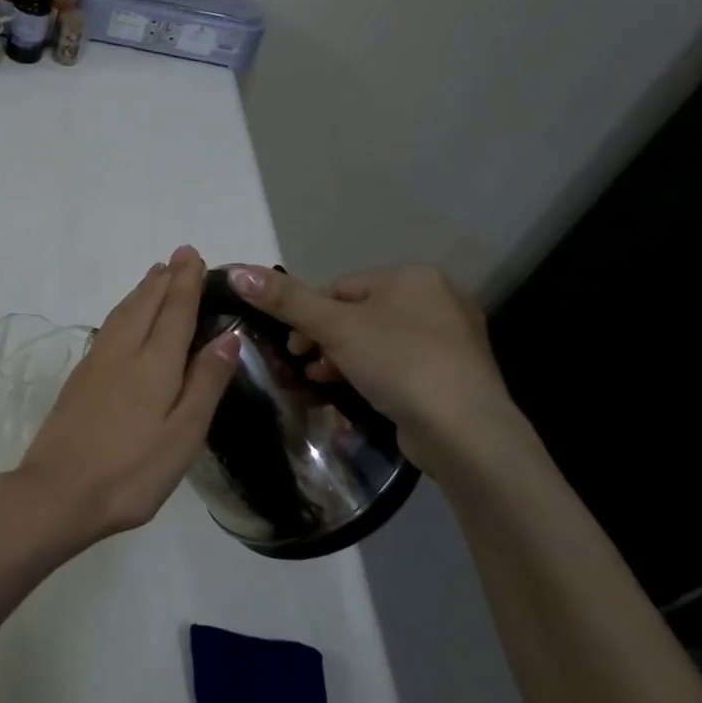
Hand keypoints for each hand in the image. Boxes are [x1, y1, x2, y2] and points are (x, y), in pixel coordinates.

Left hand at [0, 246, 240, 554]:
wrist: (57, 491)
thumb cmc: (131, 471)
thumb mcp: (183, 434)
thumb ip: (206, 382)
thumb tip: (228, 335)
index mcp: (154, 363)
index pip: (175, 310)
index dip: (186, 282)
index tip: (192, 254)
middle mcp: (123, 352)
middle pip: (145, 304)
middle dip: (164, 279)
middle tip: (178, 257)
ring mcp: (95, 364)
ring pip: (122, 314)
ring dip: (141, 291)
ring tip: (154, 277)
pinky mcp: (79, 379)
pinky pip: (107, 328)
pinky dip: (122, 311)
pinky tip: (123, 320)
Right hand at [224, 263, 524, 474]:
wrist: (465, 431)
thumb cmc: (398, 363)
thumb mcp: (333, 327)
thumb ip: (285, 300)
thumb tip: (236, 272)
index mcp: (412, 277)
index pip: (340, 287)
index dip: (307, 314)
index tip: (291, 345)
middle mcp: (437, 300)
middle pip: (358, 314)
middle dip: (324, 340)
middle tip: (304, 366)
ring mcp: (451, 340)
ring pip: (377, 342)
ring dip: (343, 360)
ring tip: (321, 382)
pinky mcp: (454, 376)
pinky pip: (399, 366)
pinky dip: (372, 376)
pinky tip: (354, 395)